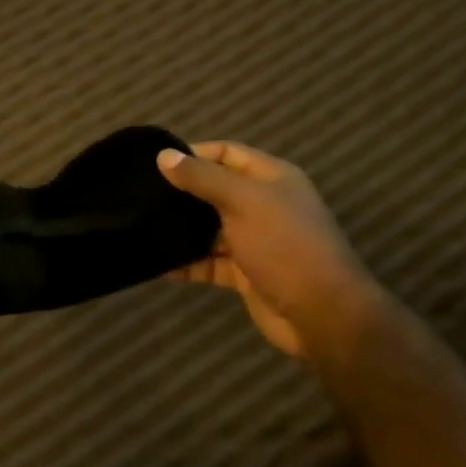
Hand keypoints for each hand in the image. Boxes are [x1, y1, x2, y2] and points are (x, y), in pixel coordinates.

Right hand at [158, 142, 385, 359]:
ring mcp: (255, 240)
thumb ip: (202, 177)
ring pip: (210, 227)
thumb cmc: (285, 244)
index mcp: (272, 179)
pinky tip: (159, 265)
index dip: (194, 153)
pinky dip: (188, 263)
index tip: (157, 162)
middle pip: (216, 189)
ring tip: (144, 226)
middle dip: (183, 192)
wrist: (322, 314)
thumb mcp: (243, 201)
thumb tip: (163, 155)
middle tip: (143, 194)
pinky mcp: (246, 272)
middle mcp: (264, 205)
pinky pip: (210, 262)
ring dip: (182, 229)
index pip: (228, 153)